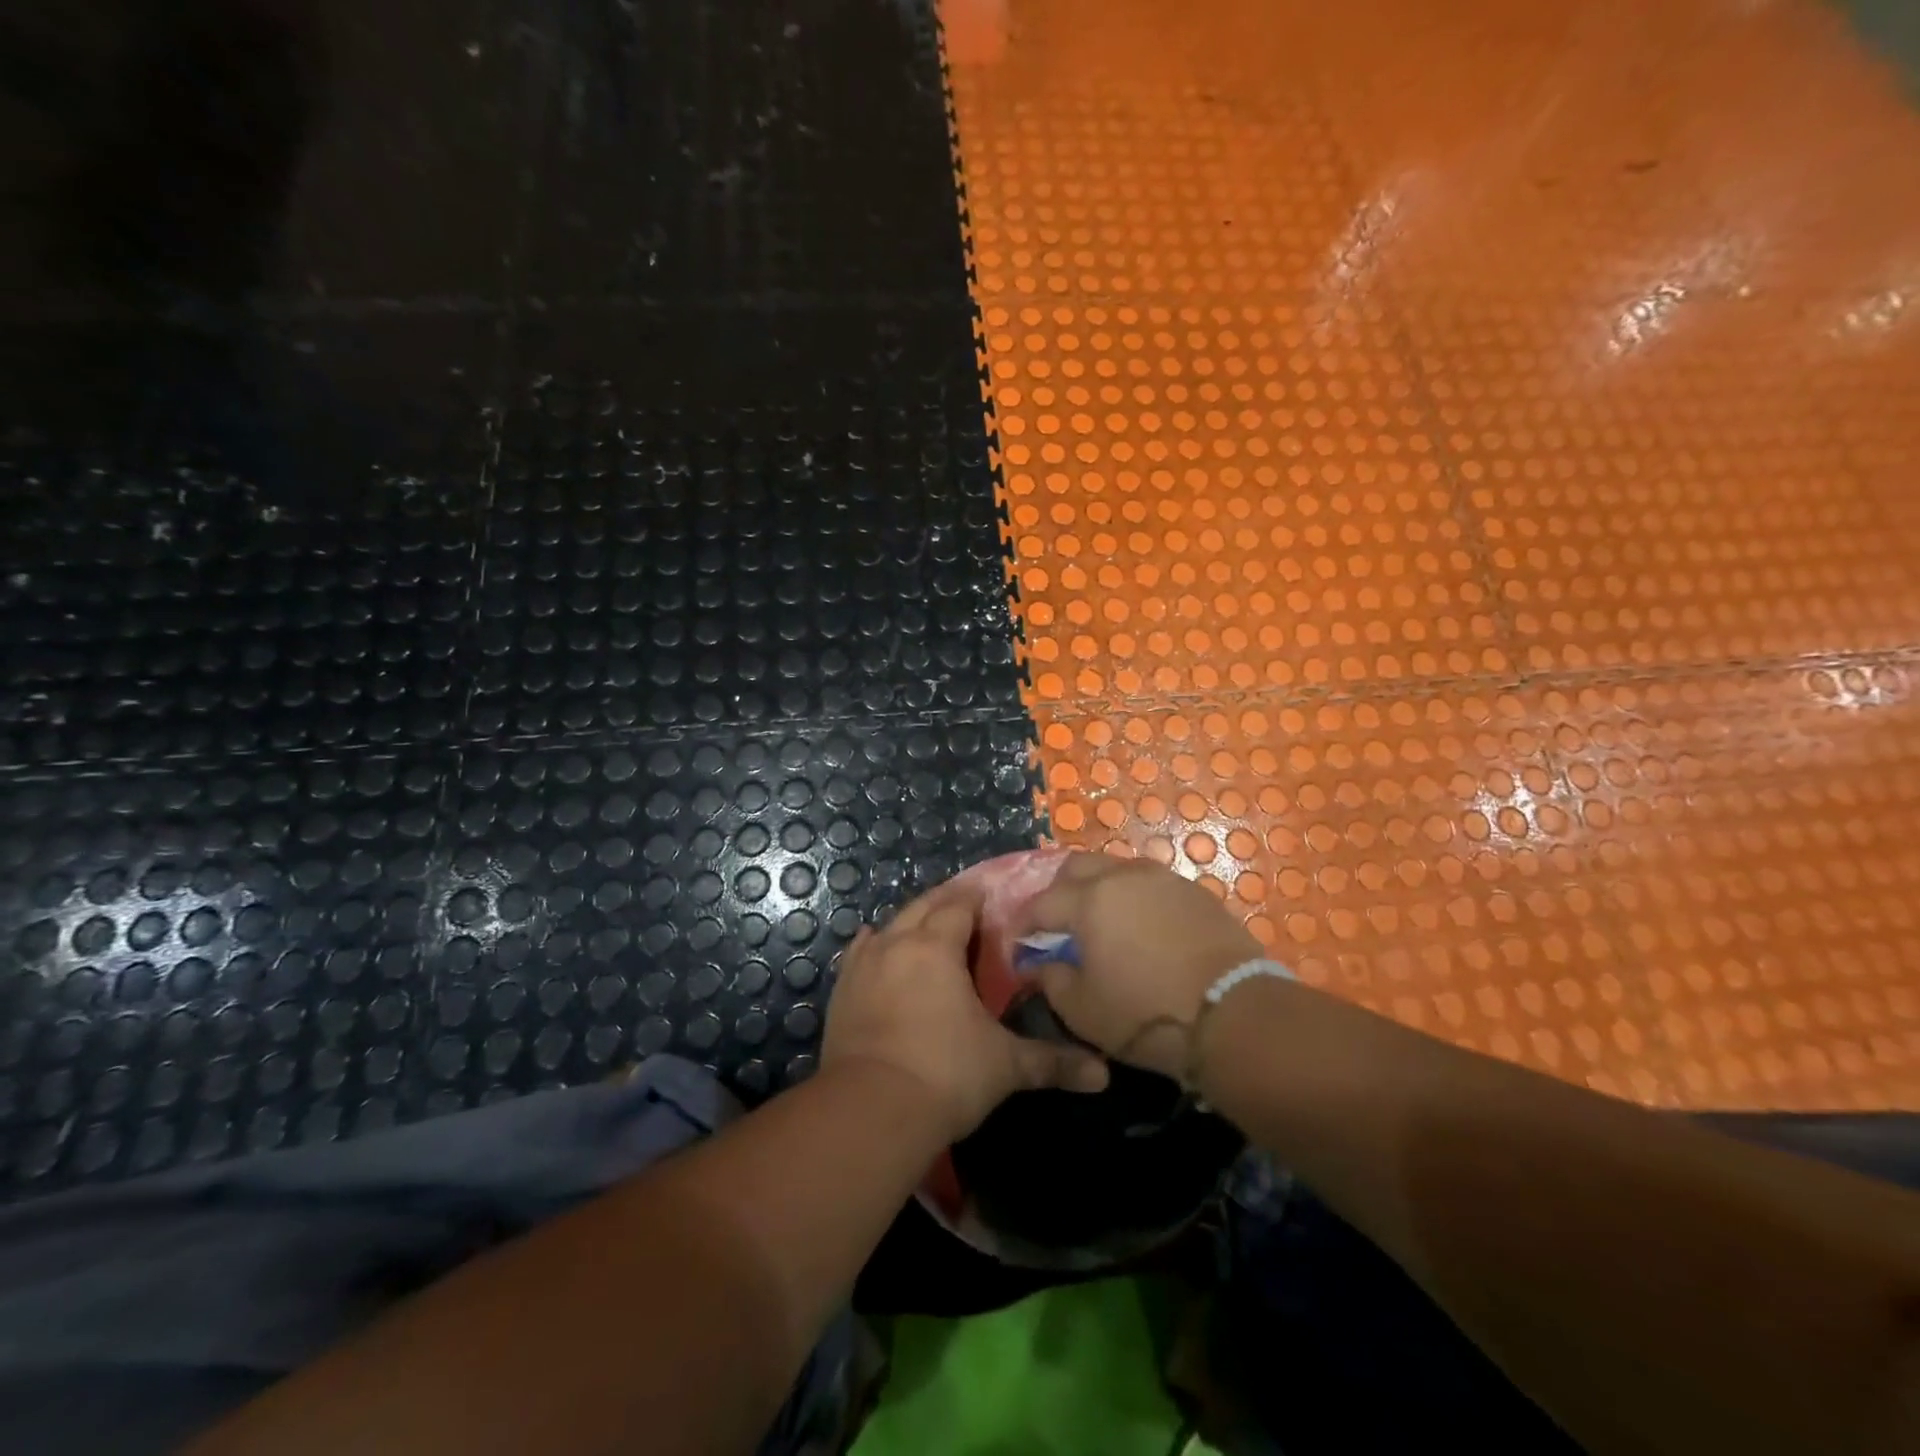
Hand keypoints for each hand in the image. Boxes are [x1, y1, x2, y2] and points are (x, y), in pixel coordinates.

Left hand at [822, 877, 1109, 1140]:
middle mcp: (898, 942)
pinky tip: (877, 944)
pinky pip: (860, 952)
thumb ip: (1053, 1062)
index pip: (960, 905)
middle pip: (924, 905)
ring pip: (891, 925)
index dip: (977, 899)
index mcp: (938, 946)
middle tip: (967, 909)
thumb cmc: (946, 1075)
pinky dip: (874, 944)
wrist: (871, 1111)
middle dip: (947, 902)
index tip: (993, 899)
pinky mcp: (842, 990)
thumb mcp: (1006, 1066)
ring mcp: (864, 964)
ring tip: (928, 928)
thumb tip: (1103, 1076)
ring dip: (912, 921)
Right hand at [1022, 852, 1262, 1078]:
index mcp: (1088, 900)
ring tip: (1098, 924)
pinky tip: (1138, 928)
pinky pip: (1149, 884)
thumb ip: (1051, 980)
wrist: (1236, 1015)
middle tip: (1056, 926)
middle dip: (1057, 892)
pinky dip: (1132, 898)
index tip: (1018, 946)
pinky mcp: (1194, 892)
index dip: (1023, 925)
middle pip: (1076, 867)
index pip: (1040, 903)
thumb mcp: (1083, 1010)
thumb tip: (1039, 964)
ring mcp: (1163, 879)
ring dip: (1097, 890)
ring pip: (1115, 870)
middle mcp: (1122, 877)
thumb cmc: (1147, 1014)